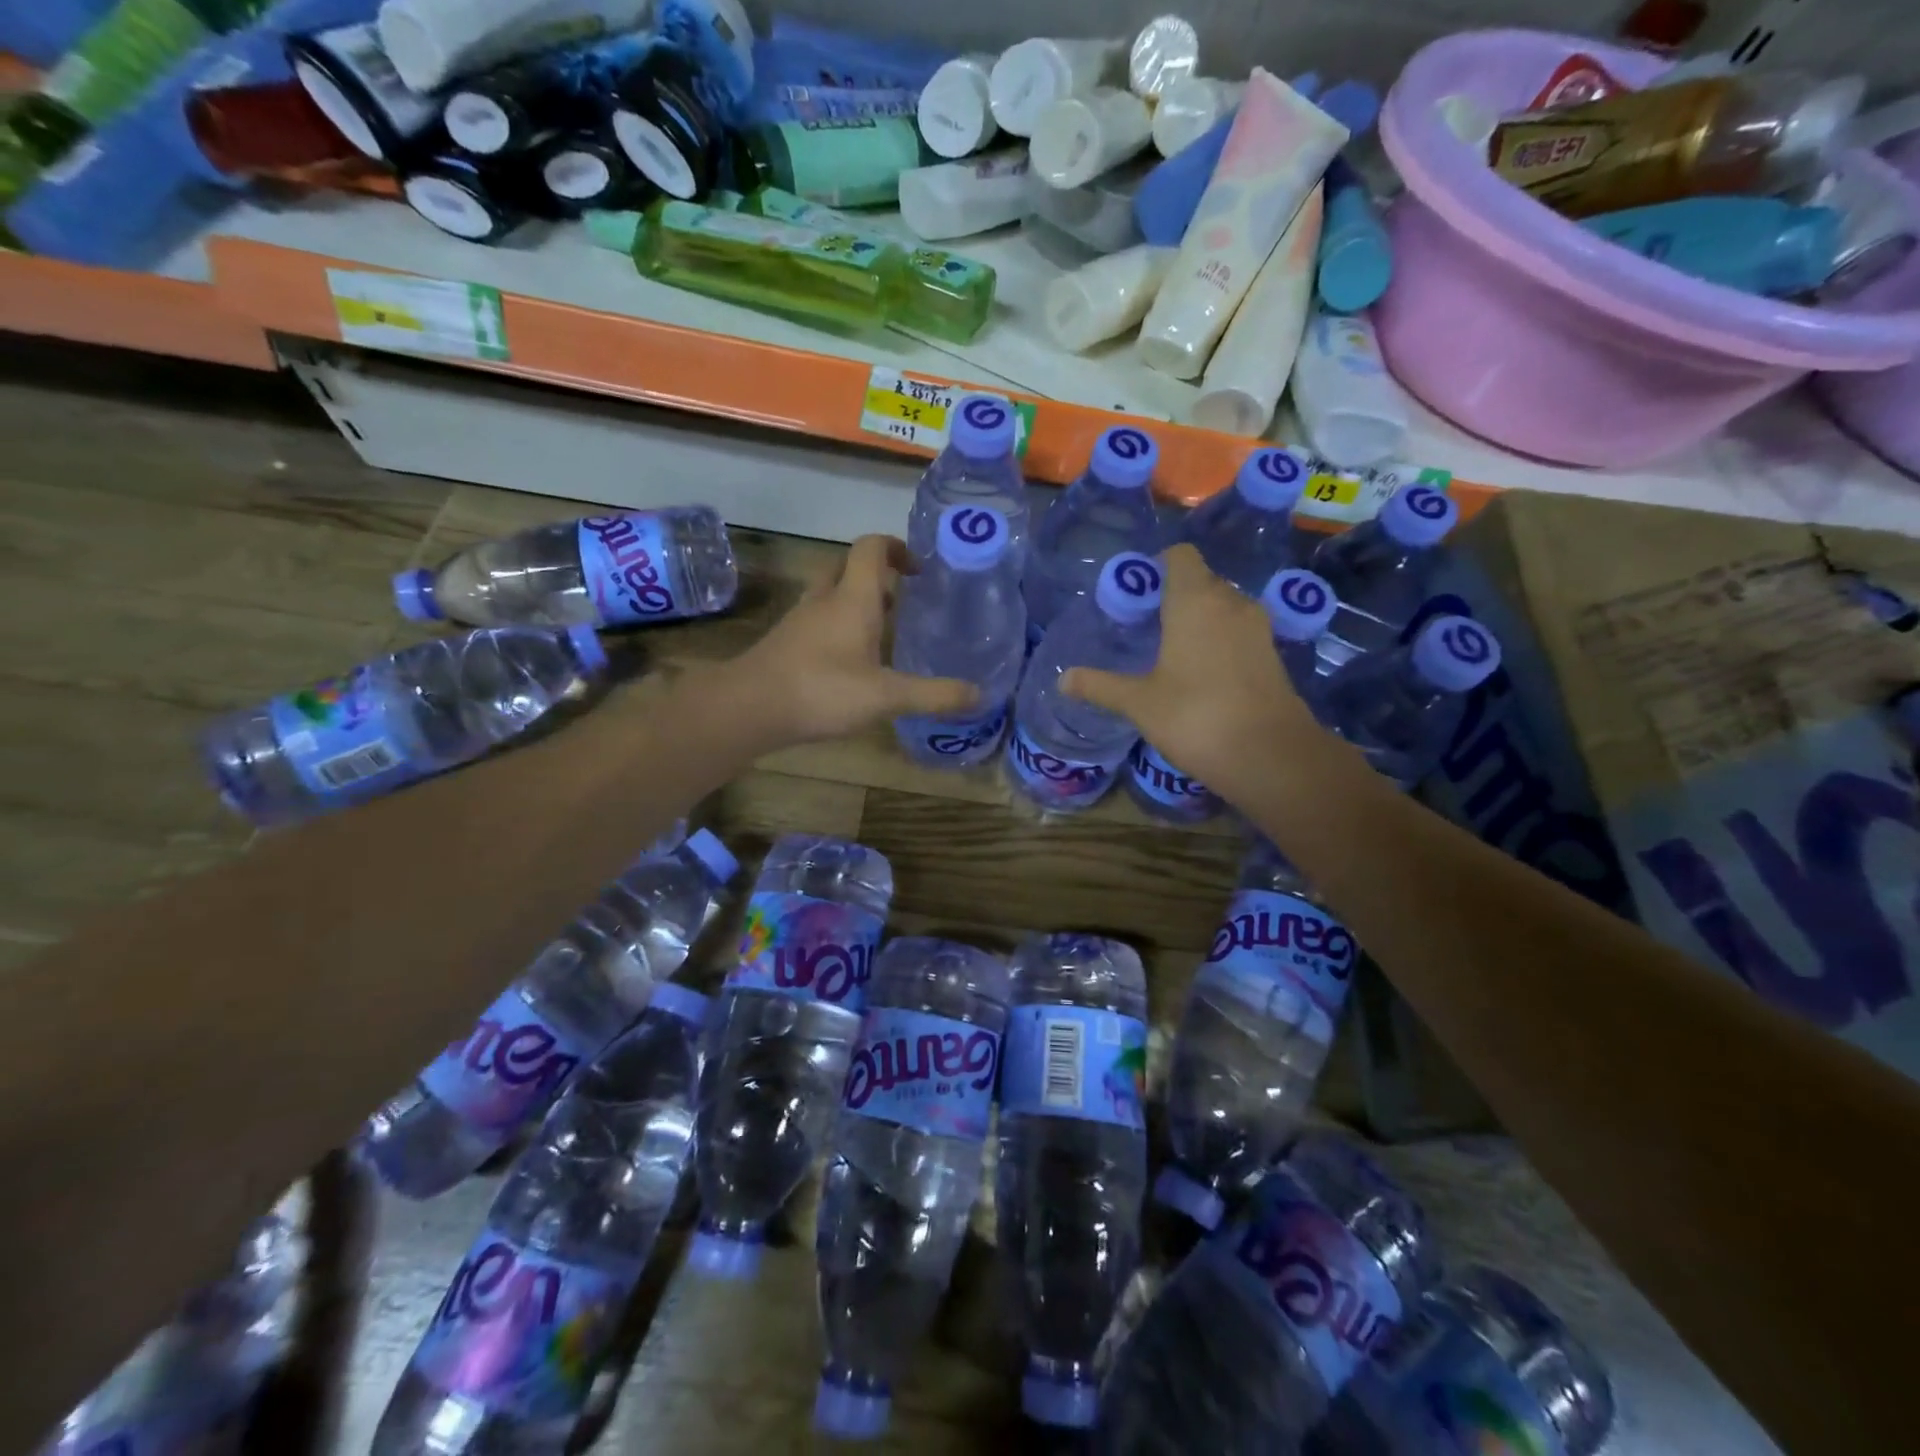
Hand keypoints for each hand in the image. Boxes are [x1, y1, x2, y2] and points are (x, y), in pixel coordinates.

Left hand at [721, 534, 977, 748]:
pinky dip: (838, 628)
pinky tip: (853, 663)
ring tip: (884, 633)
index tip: (919, 570)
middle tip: (904, 600)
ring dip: (857, 603)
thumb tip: (981, 694)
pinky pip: (818, 621)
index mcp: (852, 598)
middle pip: (849, 567)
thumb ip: (934, 695)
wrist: (749, 708)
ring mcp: (800, 620)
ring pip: (831, 595)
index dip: (897, 548)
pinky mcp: (786, 643)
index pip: (872, 548)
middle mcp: (825, 599)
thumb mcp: (887, 696)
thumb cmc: (822, 690)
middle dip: (878, 576)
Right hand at [1064, 544, 1337, 799]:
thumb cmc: (1196, 717)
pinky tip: (1201, 671)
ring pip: (1223, 605)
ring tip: (1171, 648)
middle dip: (1174, 595)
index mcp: (1195, 601)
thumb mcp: (1140, 703)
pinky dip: (1220, 638)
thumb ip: (1101, 686)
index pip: (1180, 557)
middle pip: (1202, 580)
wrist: (1270, 755)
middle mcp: (1230, 602)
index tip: (1138, 592)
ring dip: (1199, 617)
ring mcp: (1257, 627)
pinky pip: (1239, 630)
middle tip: (1146, 625)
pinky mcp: (1272, 652)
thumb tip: (1062, 680)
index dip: (1158, 565)